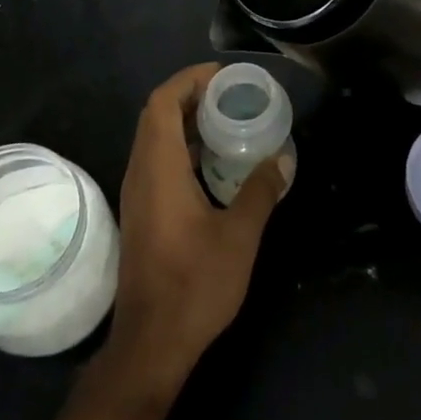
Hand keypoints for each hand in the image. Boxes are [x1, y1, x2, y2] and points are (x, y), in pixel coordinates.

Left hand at [106, 64, 292, 395]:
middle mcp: (140, 173)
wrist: (150, 344)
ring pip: (155, 139)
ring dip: (186, 122)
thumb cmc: (194, 285)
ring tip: (227, 120)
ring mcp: (137, 194)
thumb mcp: (239, 236)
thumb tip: (283, 157)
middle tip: (231, 94)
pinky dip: (183, 148)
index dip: (188, 80)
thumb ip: (261, 191)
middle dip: (190, 96)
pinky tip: (214, 163)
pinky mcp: (142, 212)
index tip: (223, 75)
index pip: (161, 103)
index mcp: (158, 168)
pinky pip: (157, 161)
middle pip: (156, 116)